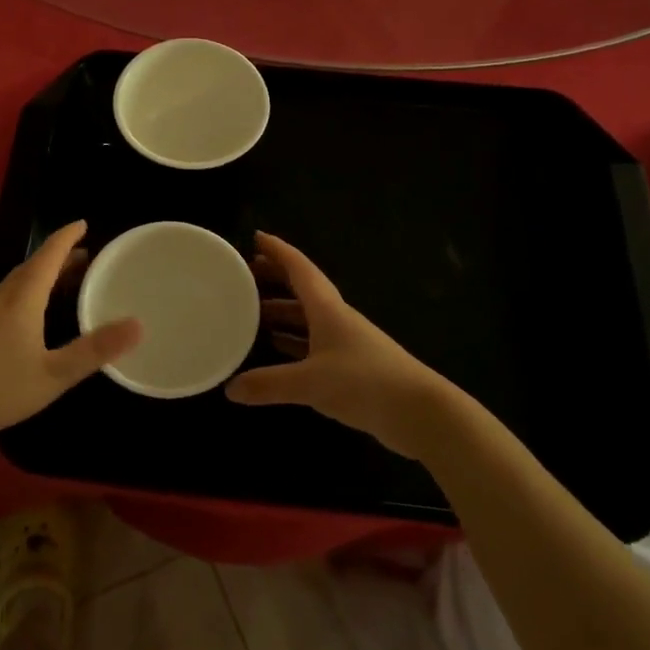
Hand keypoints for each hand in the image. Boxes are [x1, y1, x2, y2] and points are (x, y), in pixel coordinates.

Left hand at [0, 221, 139, 456]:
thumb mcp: (53, 374)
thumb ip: (94, 350)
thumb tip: (138, 324)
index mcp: (22, 297)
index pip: (49, 254)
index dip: (68, 237)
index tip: (85, 223)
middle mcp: (2, 295)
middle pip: (34, 265)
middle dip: (61, 257)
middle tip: (88, 257)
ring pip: (19, 282)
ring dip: (45, 275)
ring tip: (67, 282)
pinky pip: (9, 297)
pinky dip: (30, 292)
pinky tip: (34, 316)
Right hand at [226, 233, 456, 459]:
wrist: (420, 412)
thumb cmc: (365, 382)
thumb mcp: (311, 383)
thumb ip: (269, 384)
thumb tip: (230, 388)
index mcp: (328, 309)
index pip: (299, 269)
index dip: (278, 251)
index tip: (256, 237)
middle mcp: (337, 319)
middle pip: (302, 290)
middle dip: (276, 279)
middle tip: (246, 274)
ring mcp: (346, 343)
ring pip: (308, 318)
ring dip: (283, 312)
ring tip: (253, 312)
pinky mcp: (352, 367)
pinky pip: (314, 344)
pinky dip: (294, 342)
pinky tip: (278, 351)